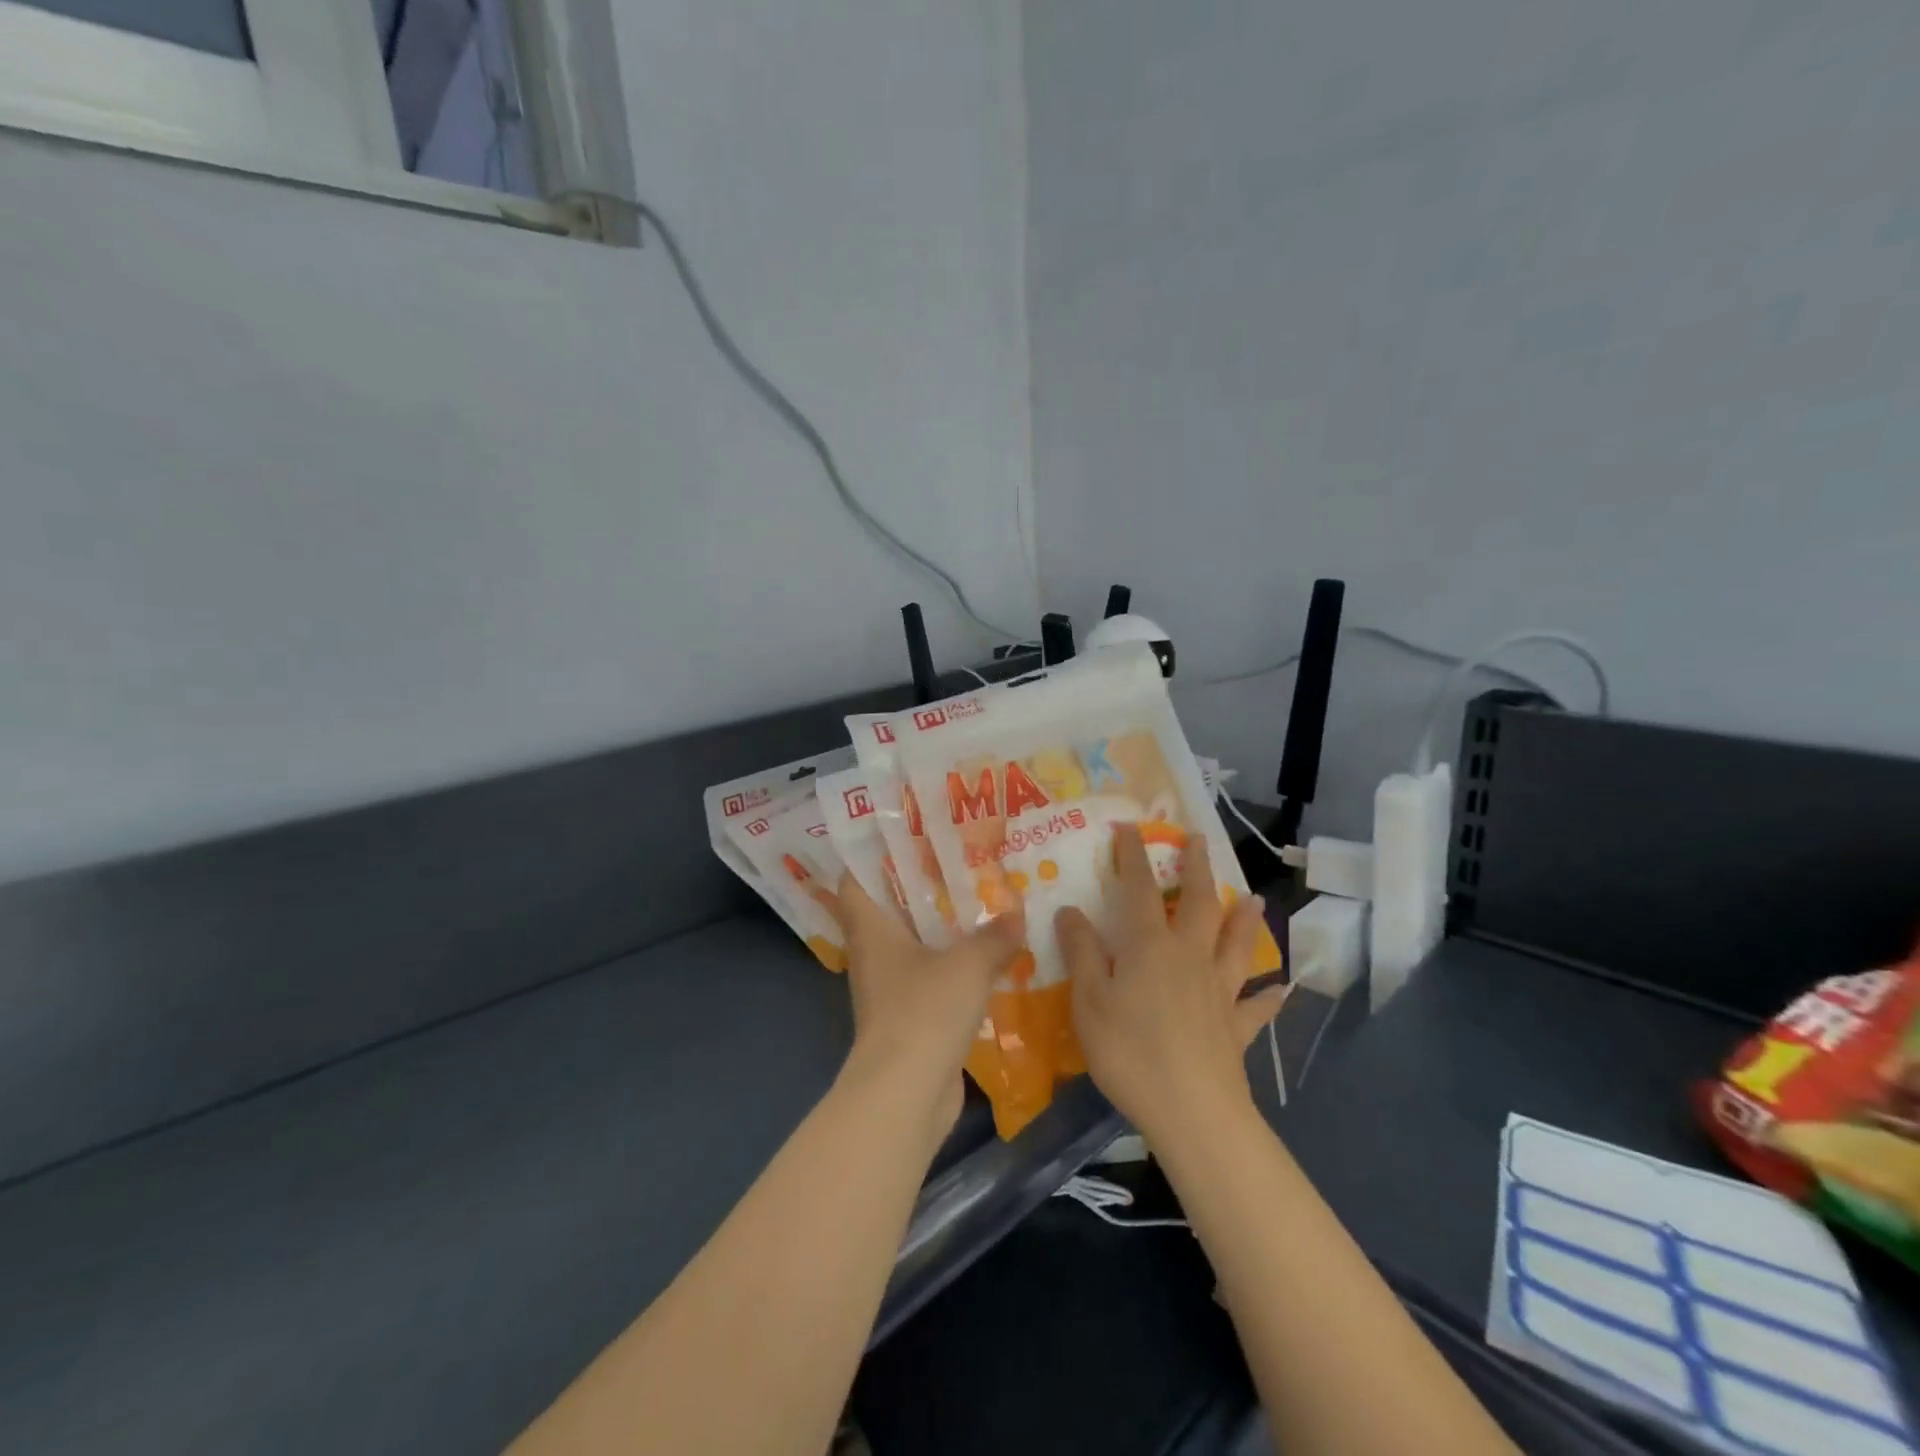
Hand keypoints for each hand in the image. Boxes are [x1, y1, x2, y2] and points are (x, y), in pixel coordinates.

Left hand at [835, 874, 1024, 1142]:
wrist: (906, 1093)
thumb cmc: (924, 1011)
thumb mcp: (968, 965)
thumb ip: (994, 937)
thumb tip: (1015, 918)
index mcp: (872, 929)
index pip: (856, 880)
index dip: (873, 856)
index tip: (906, 837)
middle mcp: (874, 953)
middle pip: (889, 909)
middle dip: (921, 887)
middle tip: (959, 864)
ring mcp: (889, 987)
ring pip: (912, 944)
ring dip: (941, 928)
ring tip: (979, 904)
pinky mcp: (908, 1017)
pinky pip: (929, 977)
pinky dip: (951, 965)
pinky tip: (985, 957)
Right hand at [1057, 825, 1286, 1144]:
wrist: (1191, 1110)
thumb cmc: (1129, 1050)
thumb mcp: (1088, 1000)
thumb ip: (1081, 952)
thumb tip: (1070, 909)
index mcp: (1149, 946)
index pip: (1139, 889)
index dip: (1133, 856)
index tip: (1131, 827)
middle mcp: (1189, 957)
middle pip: (1199, 903)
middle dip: (1197, 868)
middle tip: (1199, 841)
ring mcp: (1219, 991)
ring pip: (1236, 945)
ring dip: (1244, 920)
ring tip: (1253, 899)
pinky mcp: (1236, 1027)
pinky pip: (1256, 1007)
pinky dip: (1269, 997)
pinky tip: (1281, 991)